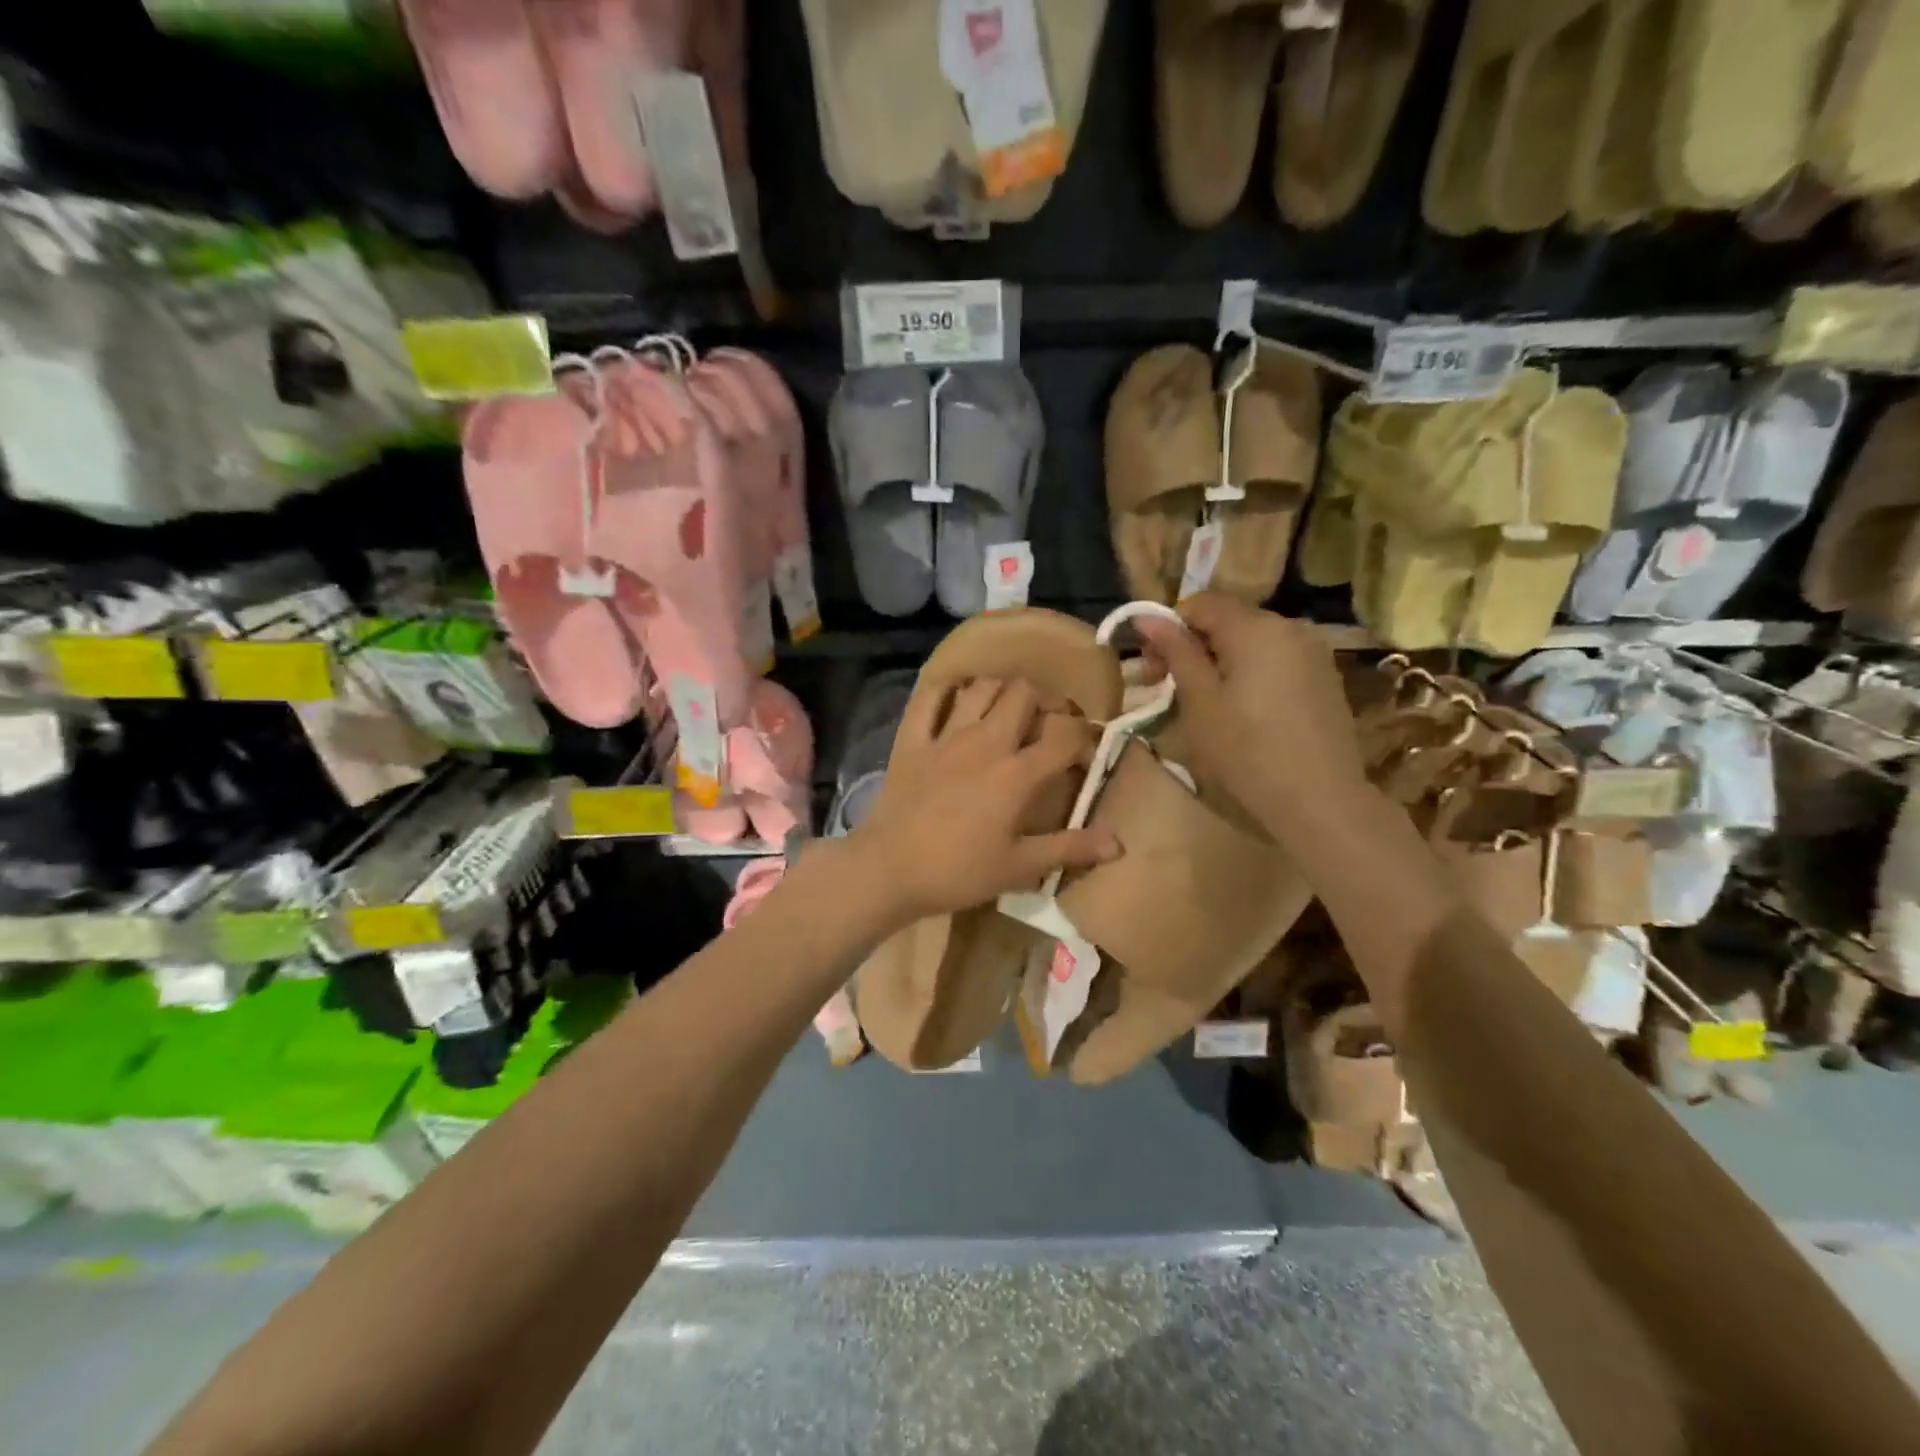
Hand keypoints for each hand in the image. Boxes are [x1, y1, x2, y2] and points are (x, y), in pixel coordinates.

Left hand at [849, 677, 1120, 923]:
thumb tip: (1119, 844)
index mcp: (1017, 774)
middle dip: (1044, 701)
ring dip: (1001, 690)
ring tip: (1007, 711)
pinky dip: (945, 690)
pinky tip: (956, 696)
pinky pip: (929, 698)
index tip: (1085, 754)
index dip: (1084, 737)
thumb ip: (1070, 849)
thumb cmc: (959, 872)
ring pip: (981, 687)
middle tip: (1046, 725)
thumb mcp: (1020, 867)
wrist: (889, 870)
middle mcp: (986, 742)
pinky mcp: (912, 740)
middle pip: (1024, 694)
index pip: (1064, 735)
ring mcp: (946, 736)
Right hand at [1135, 592, 1366, 815]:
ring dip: (1221, 660)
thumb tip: (1146, 617)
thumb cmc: (1246, 750)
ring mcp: (1313, 652)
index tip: (1152, 666)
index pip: (1201, 603)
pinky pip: (1276, 660)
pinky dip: (1250, 673)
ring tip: (1203, 701)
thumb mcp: (1199, 701)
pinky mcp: (1324, 678)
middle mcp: (1289, 626)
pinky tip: (1242, 710)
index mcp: (1255, 627)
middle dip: (1193, 645)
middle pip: (1229, 619)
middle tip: (1166, 686)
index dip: (1169, 626)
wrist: (1319, 800)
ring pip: (1252, 641)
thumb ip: (1176, 652)